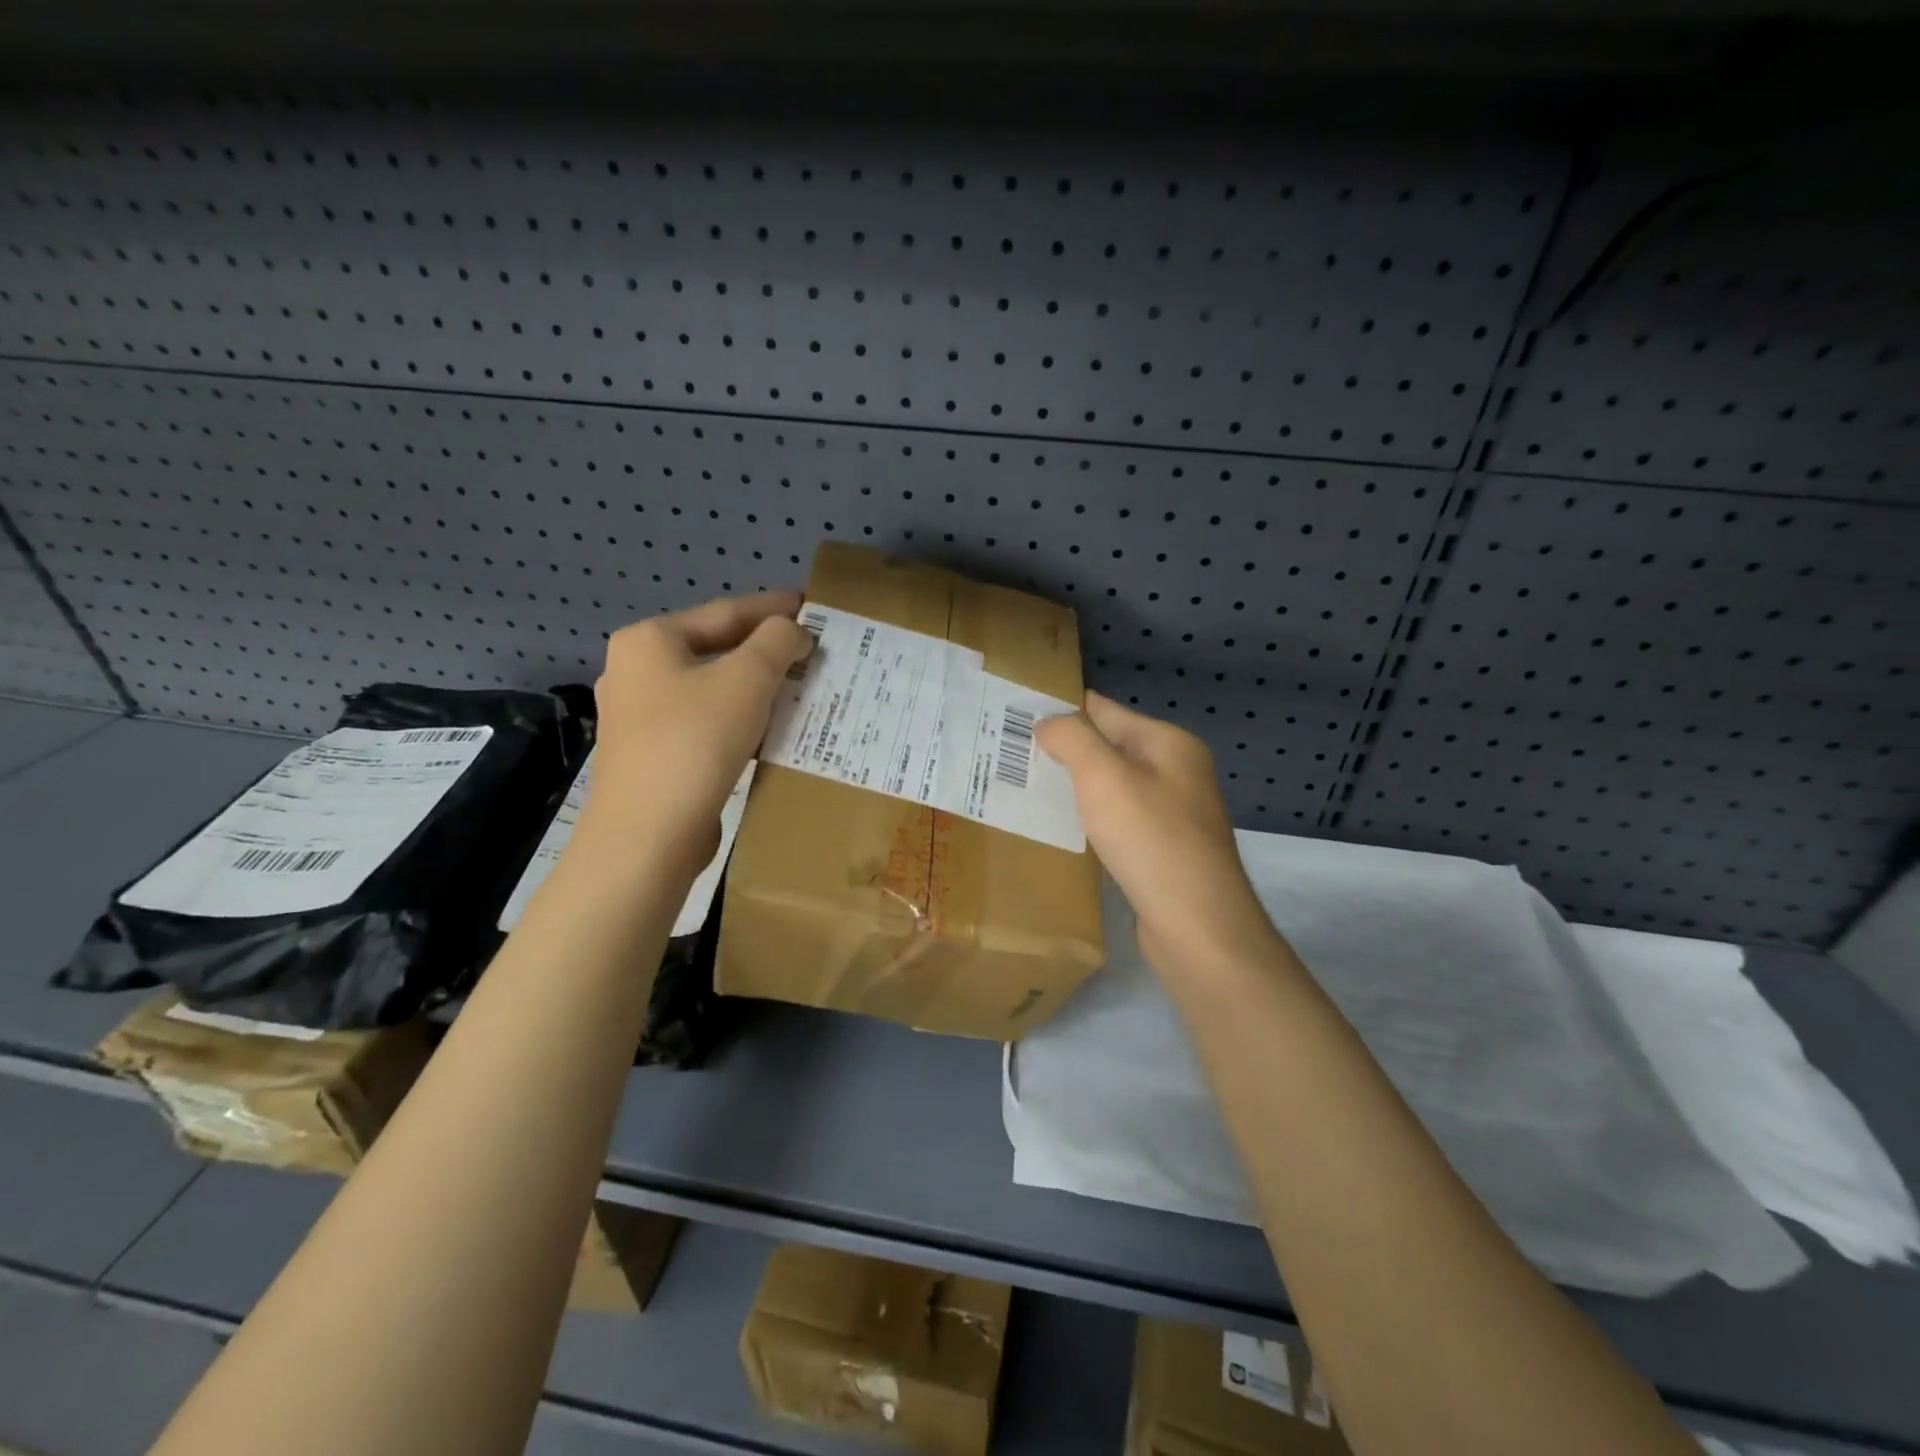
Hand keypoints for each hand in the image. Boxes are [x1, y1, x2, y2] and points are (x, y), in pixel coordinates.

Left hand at [575, 591, 811, 867]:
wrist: (648, 835)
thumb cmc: (695, 743)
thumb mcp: (747, 680)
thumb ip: (776, 642)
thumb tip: (793, 632)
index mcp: (650, 641)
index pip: (724, 612)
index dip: (772, 607)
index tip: (810, 604)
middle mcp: (636, 671)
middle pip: (715, 648)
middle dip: (766, 649)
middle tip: (811, 648)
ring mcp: (639, 715)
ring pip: (711, 688)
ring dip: (756, 685)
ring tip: (799, 685)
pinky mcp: (652, 753)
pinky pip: (705, 720)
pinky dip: (739, 717)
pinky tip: (770, 726)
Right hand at [1036, 691, 1283, 975]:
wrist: (1196, 925)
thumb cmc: (1150, 839)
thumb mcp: (1104, 775)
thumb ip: (1072, 738)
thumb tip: (1047, 722)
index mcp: (1168, 743)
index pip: (1103, 710)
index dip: (1060, 709)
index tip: (1012, 715)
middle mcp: (1174, 771)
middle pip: (1107, 747)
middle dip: (1062, 751)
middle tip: (1008, 755)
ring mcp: (1171, 813)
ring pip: (1109, 787)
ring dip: (1073, 787)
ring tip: (1023, 789)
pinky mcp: (1161, 850)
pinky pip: (1116, 821)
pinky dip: (1088, 820)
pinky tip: (1058, 829)